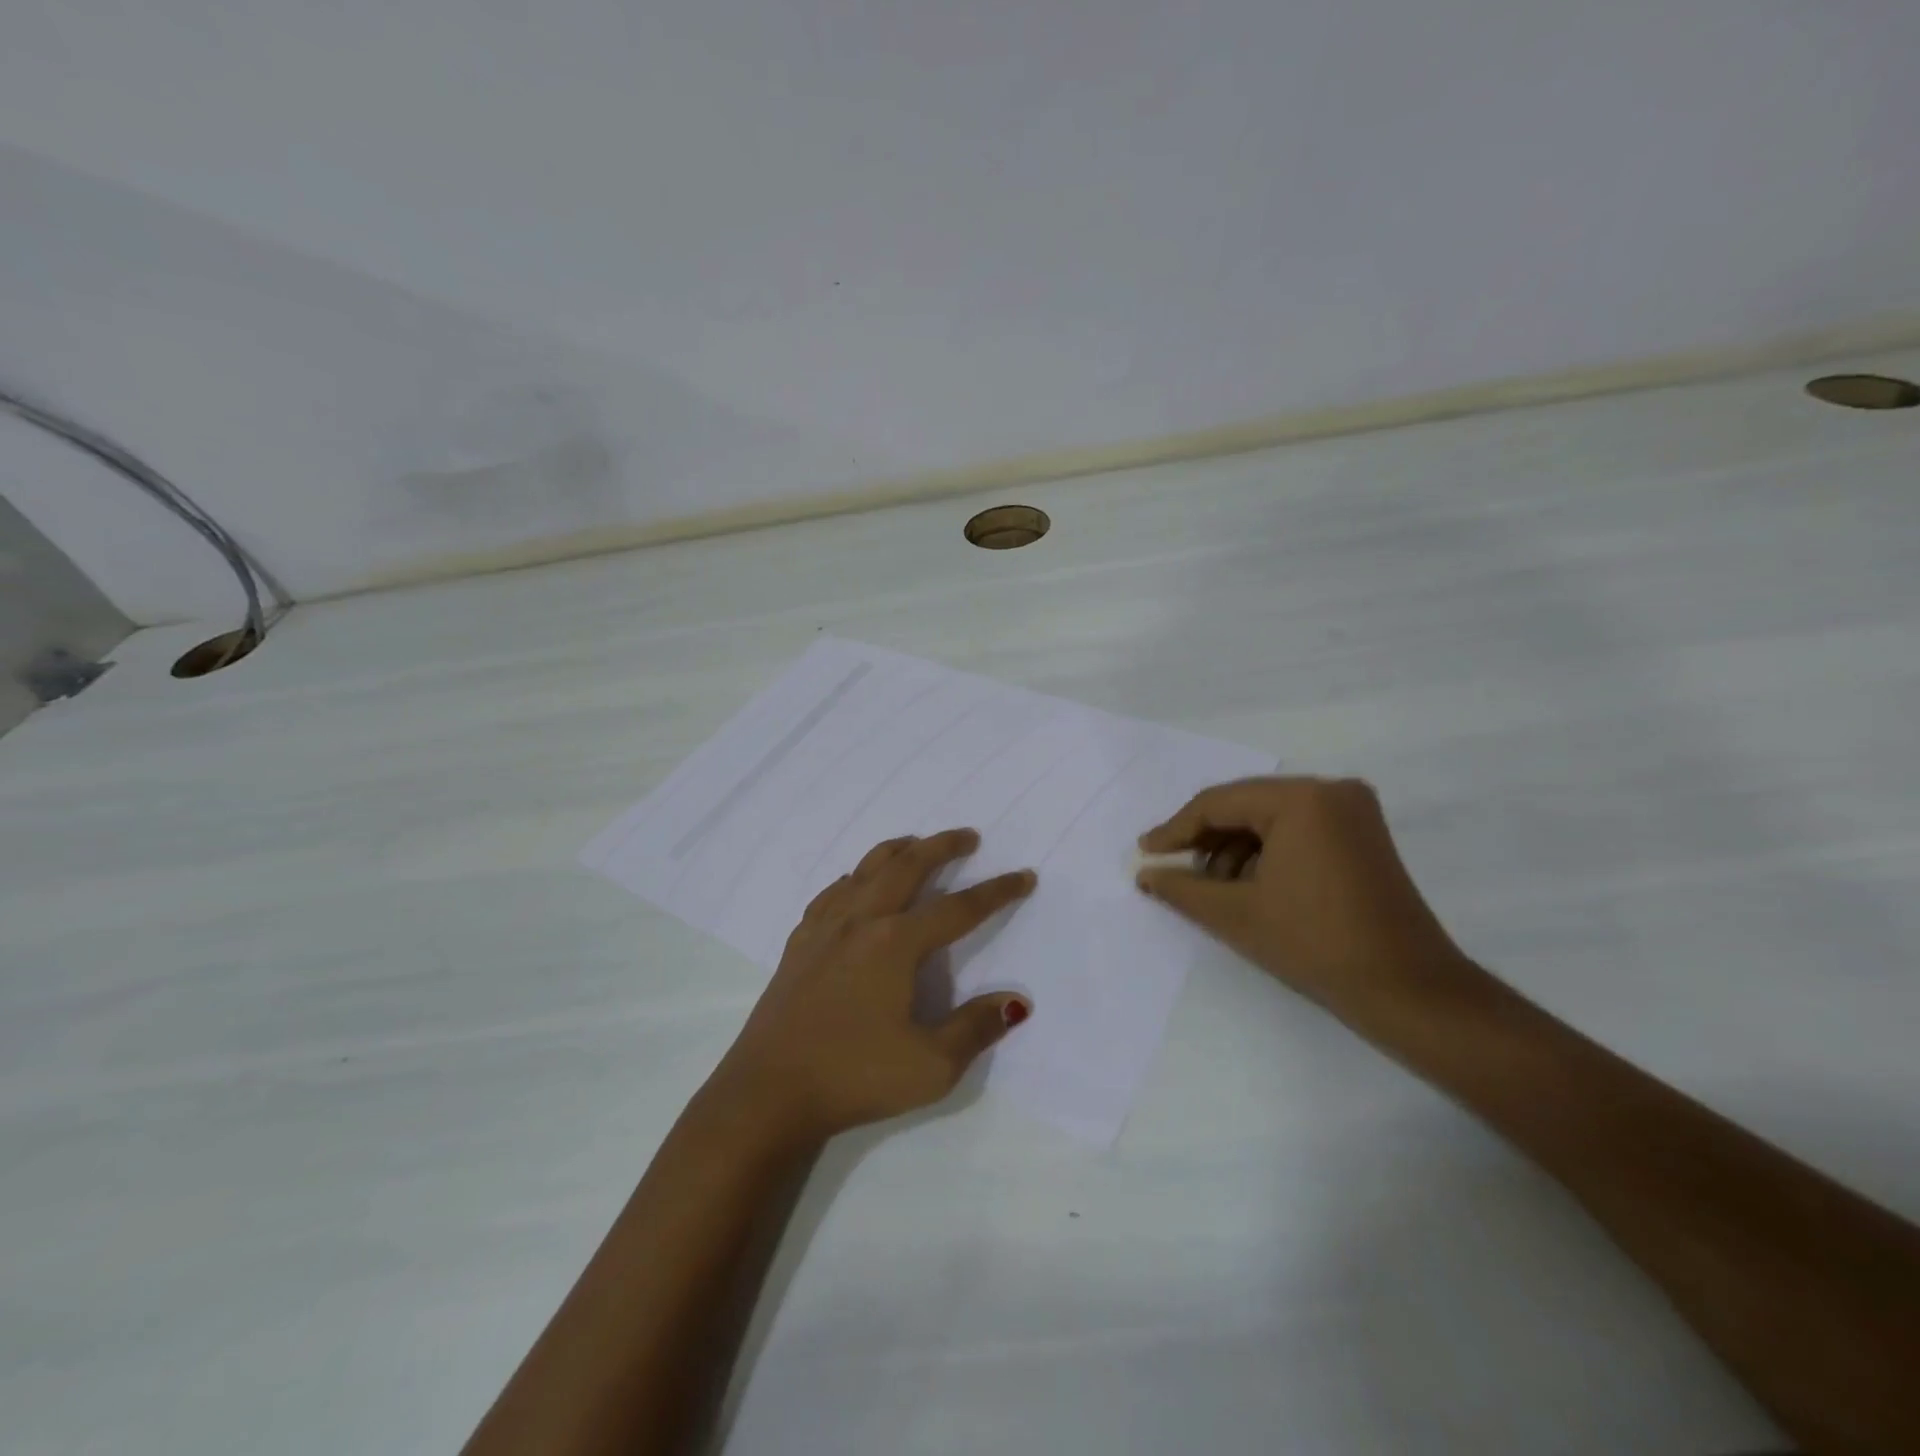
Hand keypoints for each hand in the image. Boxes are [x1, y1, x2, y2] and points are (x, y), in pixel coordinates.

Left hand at [712, 829, 1035, 1140]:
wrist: (767, 1093)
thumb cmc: (854, 1077)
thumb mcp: (931, 1066)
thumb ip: (976, 1027)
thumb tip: (1015, 1001)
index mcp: (896, 943)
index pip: (958, 909)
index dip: (996, 892)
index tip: (1024, 876)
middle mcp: (861, 921)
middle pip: (907, 867)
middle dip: (942, 847)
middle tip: (968, 837)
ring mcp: (824, 928)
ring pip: (864, 870)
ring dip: (896, 851)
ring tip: (915, 843)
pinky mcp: (798, 944)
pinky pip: (831, 893)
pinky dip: (853, 878)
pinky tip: (854, 885)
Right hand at [1137, 777, 1474, 1023]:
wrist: (1409, 991)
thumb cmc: (1316, 944)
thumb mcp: (1236, 914)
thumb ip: (1181, 888)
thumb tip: (1144, 873)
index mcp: (1302, 799)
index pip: (1219, 803)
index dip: (1175, 830)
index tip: (1145, 854)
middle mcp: (1330, 790)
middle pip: (1245, 806)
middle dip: (1205, 840)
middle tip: (1171, 868)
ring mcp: (1352, 811)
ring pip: (1270, 818)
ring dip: (1234, 849)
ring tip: (1210, 888)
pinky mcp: (1362, 835)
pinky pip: (1297, 830)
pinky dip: (1266, 853)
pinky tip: (1247, 886)